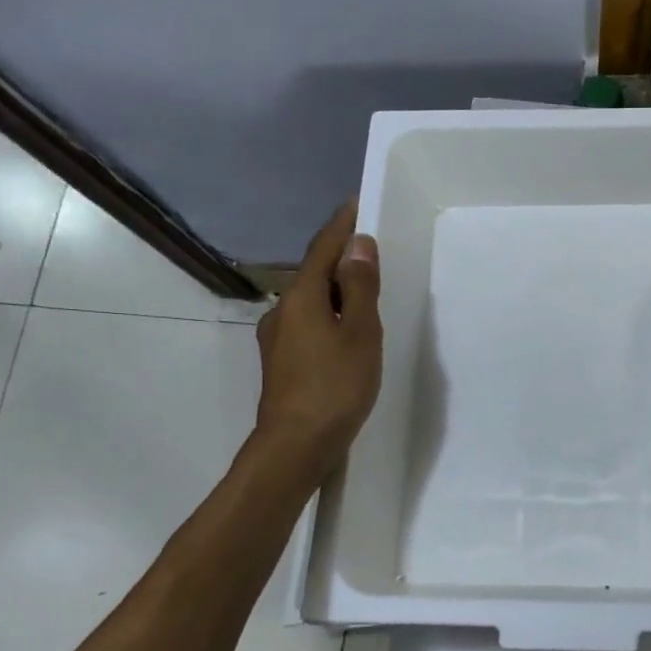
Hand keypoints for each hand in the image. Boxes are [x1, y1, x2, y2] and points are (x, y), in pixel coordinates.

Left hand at [252, 199, 382, 478]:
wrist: (296, 445)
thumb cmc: (335, 386)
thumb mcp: (360, 333)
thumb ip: (361, 288)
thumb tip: (359, 245)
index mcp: (302, 297)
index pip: (323, 249)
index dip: (341, 226)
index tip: (356, 204)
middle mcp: (283, 311)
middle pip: (314, 273)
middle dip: (341, 259)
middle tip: (372, 252)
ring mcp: (278, 338)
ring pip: (311, 301)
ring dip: (336, 290)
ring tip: (365, 294)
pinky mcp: (281, 362)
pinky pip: (308, 323)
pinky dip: (329, 315)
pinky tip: (345, 332)